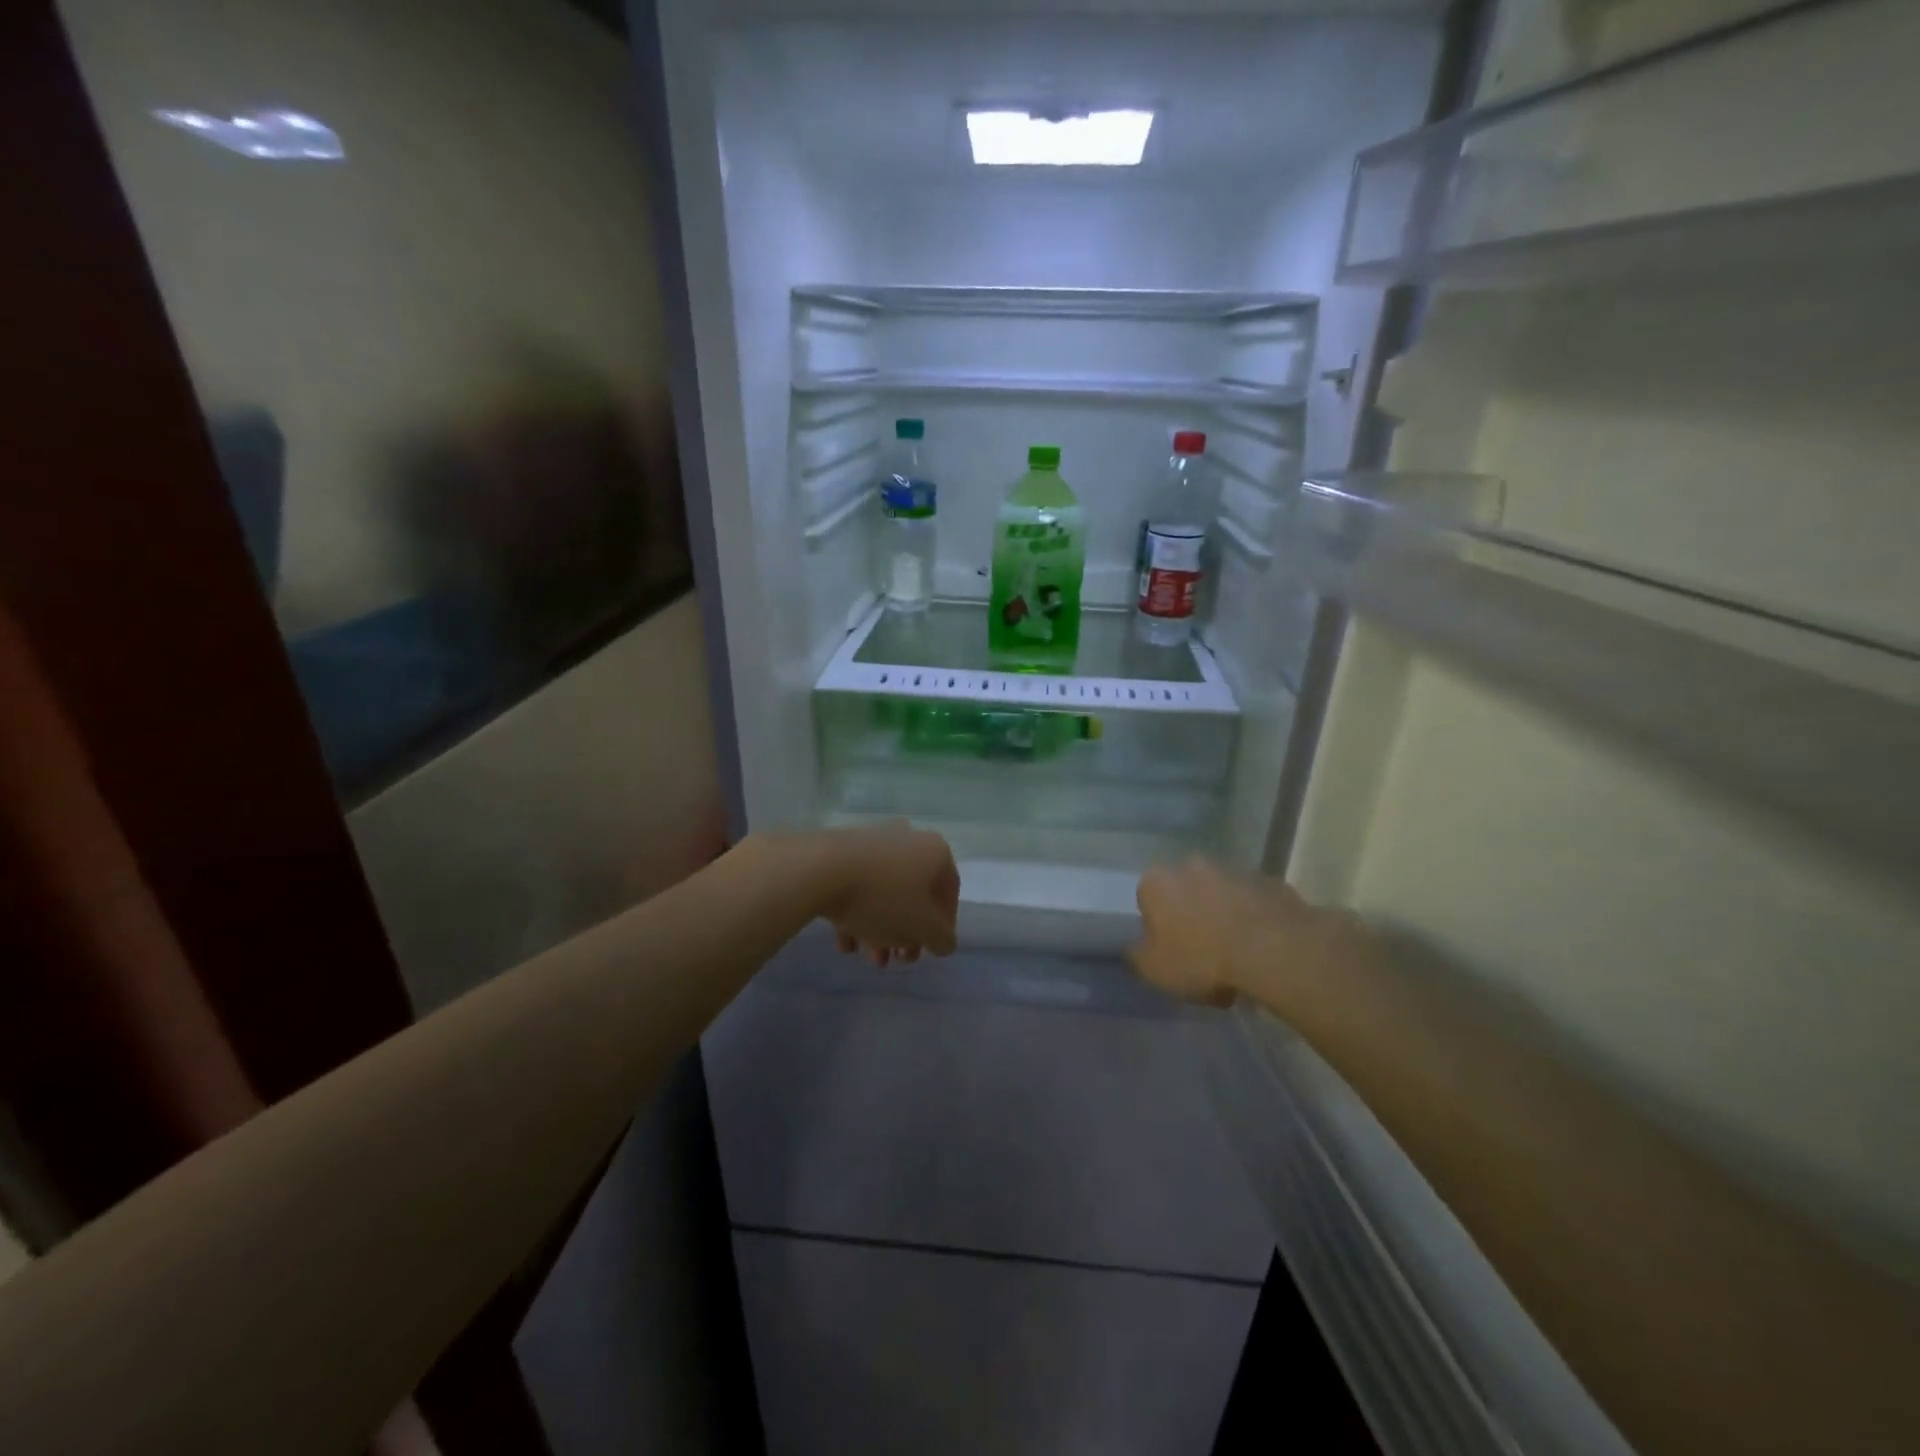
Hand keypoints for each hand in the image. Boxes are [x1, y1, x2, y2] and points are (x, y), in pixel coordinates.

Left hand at [819, 822, 959, 966]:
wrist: (821, 870)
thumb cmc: (884, 899)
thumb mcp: (924, 928)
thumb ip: (942, 938)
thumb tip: (944, 940)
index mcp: (935, 852)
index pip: (949, 893)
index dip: (943, 927)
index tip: (929, 951)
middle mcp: (908, 840)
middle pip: (915, 894)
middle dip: (908, 932)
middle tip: (898, 959)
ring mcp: (873, 842)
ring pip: (884, 892)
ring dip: (881, 928)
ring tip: (869, 956)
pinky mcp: (842, 850)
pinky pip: (857, 886)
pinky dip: (856, 914)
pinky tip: (845, 942)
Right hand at [1129, 857, 1333, 1008]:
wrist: (1272, 950)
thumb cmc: (1200, 958)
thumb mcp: (1153, 969)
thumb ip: (1137, 955)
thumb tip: (1135, 948)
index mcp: (1157, 881)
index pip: (1147, 900)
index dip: (1157, 928)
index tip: (1170, 952)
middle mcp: (1191, 865)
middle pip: (1185, 891)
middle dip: (1191, 915)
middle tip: (1202, 953)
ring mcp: (1233, 869)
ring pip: (1221, 894)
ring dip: (1223, 915)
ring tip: (1236, 956)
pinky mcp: (1269, 881)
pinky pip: (1254, 902)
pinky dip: (1254, 918)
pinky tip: (1262, 949)